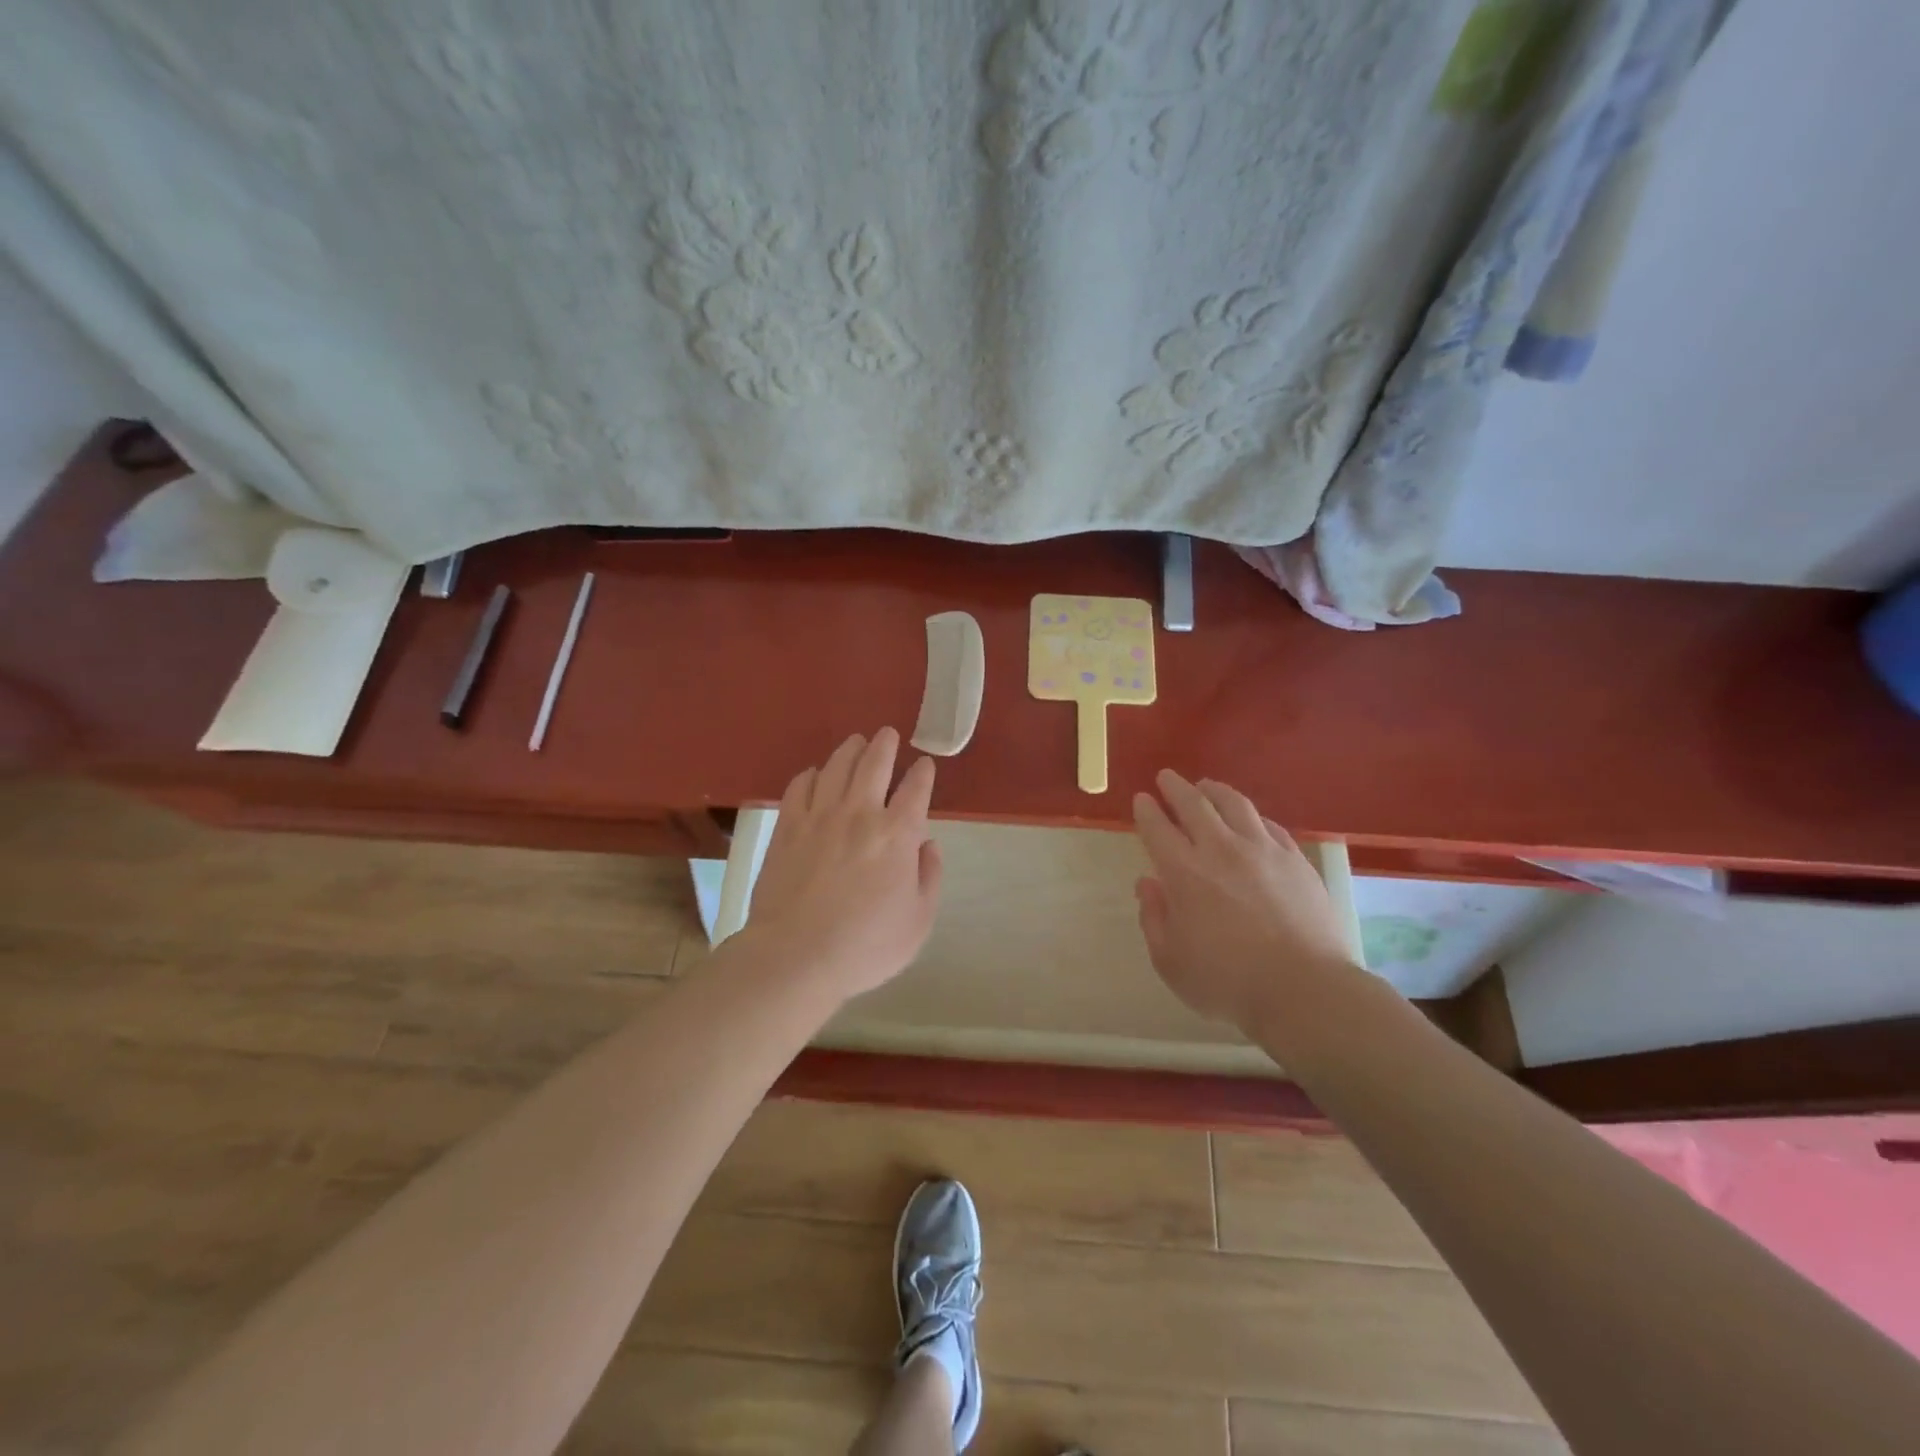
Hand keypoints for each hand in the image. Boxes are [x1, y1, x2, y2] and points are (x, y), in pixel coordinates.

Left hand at [742, 728, 942, 1003]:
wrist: (796, 956)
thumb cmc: (866, 946)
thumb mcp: (919, 922)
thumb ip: (930, 877)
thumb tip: (927, 844)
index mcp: (898, 834)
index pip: (916, 789)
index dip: (923, 773)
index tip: (924, 765)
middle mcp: (860, 813)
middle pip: (874, 763)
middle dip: (885, 745)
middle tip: (888, 734)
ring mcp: (819, 816)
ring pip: (836, 766)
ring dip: (850, 750)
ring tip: (856, 742)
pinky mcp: (787, 826)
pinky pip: (800, 786)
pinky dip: (811, 774)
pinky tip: (815, 774)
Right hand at [1133, 770, 1359, 1030]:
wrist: (1305, 990)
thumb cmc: (1228, 982)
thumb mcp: (1171, 961)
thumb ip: (1154, 918)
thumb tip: (1147, 884)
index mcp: (1184, 872)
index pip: (1157, 828)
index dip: (1146, 810)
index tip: (1141, 799)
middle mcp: (1221, 850)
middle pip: (1194, 804)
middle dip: (1175, 787)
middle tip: (1166, 778)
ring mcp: (1263, 850)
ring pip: (1235, 804)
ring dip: (1214, 790)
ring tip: (1206, 786)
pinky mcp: (1296, 860)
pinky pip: (1269, 825)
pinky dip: (1252, 816)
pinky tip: (1250, 819)